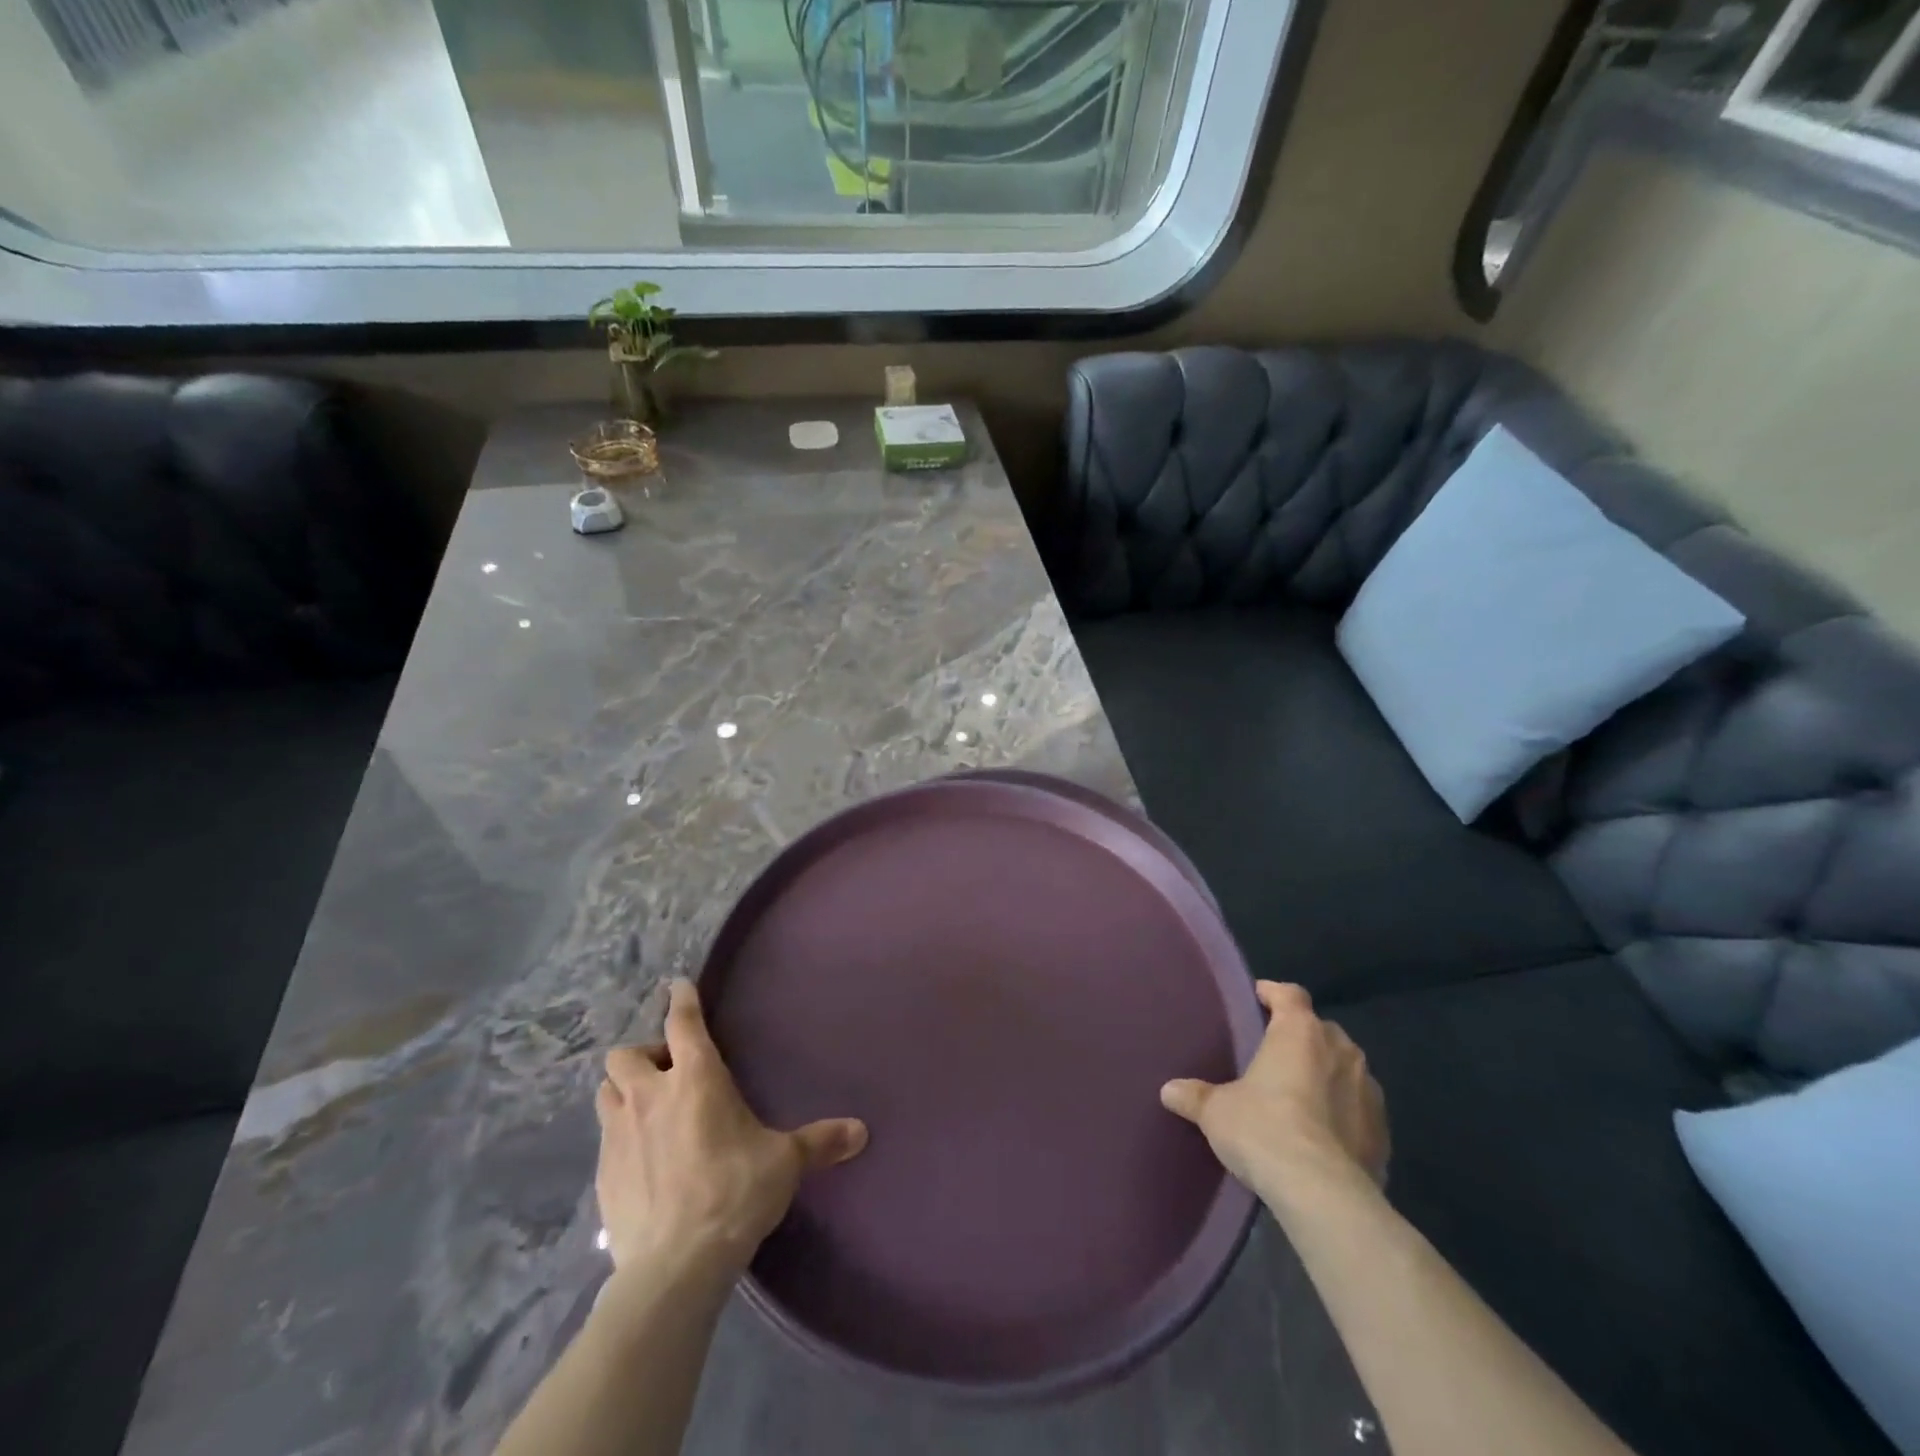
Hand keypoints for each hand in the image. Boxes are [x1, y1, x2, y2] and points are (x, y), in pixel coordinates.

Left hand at [594, 977, 867, 1277]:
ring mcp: (618, 1135)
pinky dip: (619, 1136)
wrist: (675, 1265)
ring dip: (623, 1091)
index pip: (682, 1022)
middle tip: (667, 1073)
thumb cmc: (735, 1193)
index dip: (681, 1000)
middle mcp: (650, 1096)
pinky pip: (603, 1138)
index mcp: (695, 1078)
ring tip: (646, 1108)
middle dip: (643, 1055)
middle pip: (624, 1054)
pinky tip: (639, 1158)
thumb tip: (862, 1131)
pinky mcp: (602, 1175)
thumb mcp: (784, 1163)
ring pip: (605, 1091)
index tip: (677, 987)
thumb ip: (820, 1141)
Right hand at [1160, 981, 1388, 1202]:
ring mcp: (1369, 1091)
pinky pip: (1360, 1108)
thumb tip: (1168, 1091)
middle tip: (1274, 1055)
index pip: (1290, 994)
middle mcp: (1341, 1050)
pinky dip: (1344, 1112)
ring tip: (1301, 1095)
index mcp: (1300, 1032)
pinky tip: (1324, 1134)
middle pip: (1320, 1029)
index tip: (1258, 999)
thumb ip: (1194, 1096)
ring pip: (1345, 1068)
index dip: (1273, 993)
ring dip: (1326, 1074)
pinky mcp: (1384, 1132)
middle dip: (1300, 1037)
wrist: (1324, 1195)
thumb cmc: (1265, 1130)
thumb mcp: (1216, 1112)